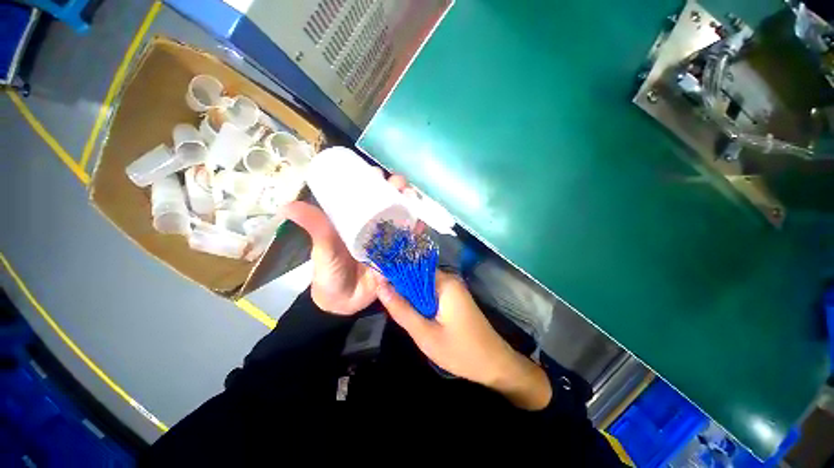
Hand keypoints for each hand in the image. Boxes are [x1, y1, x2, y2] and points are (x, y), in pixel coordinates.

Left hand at [282, 174, 409, 314]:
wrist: (342, 302)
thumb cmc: (329, 272)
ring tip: (414, 201)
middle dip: (397, 191)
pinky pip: (408, 240)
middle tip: (401, 186)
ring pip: (401, 219)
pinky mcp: (397, 254)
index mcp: (355, 220)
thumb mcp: (323, 248)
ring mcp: (387, 240)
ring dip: (410, 207)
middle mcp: (374, 226)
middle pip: (389, 203)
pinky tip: (421, 224)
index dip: (373, 181)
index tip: (378, 174)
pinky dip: (416, 232)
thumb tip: (287, 206)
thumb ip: (315, 229)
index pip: (366, 194)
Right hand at [377, 272, 551, 409]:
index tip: (376, 279)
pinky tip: (410, 311)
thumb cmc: (460, 351)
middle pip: (418, 276)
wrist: (494, 365)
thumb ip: (402, 310)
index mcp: (444, 282)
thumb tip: (381, 287)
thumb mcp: (425, 334)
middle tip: (382, 297)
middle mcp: (449, 280)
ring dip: (409, 295)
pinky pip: (431, 294)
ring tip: (391, 304)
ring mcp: (453, 289)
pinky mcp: (453, 299)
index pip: (413, 267)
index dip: (394, 272)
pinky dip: (420, 301)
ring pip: (423, 286)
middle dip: (401, 286)